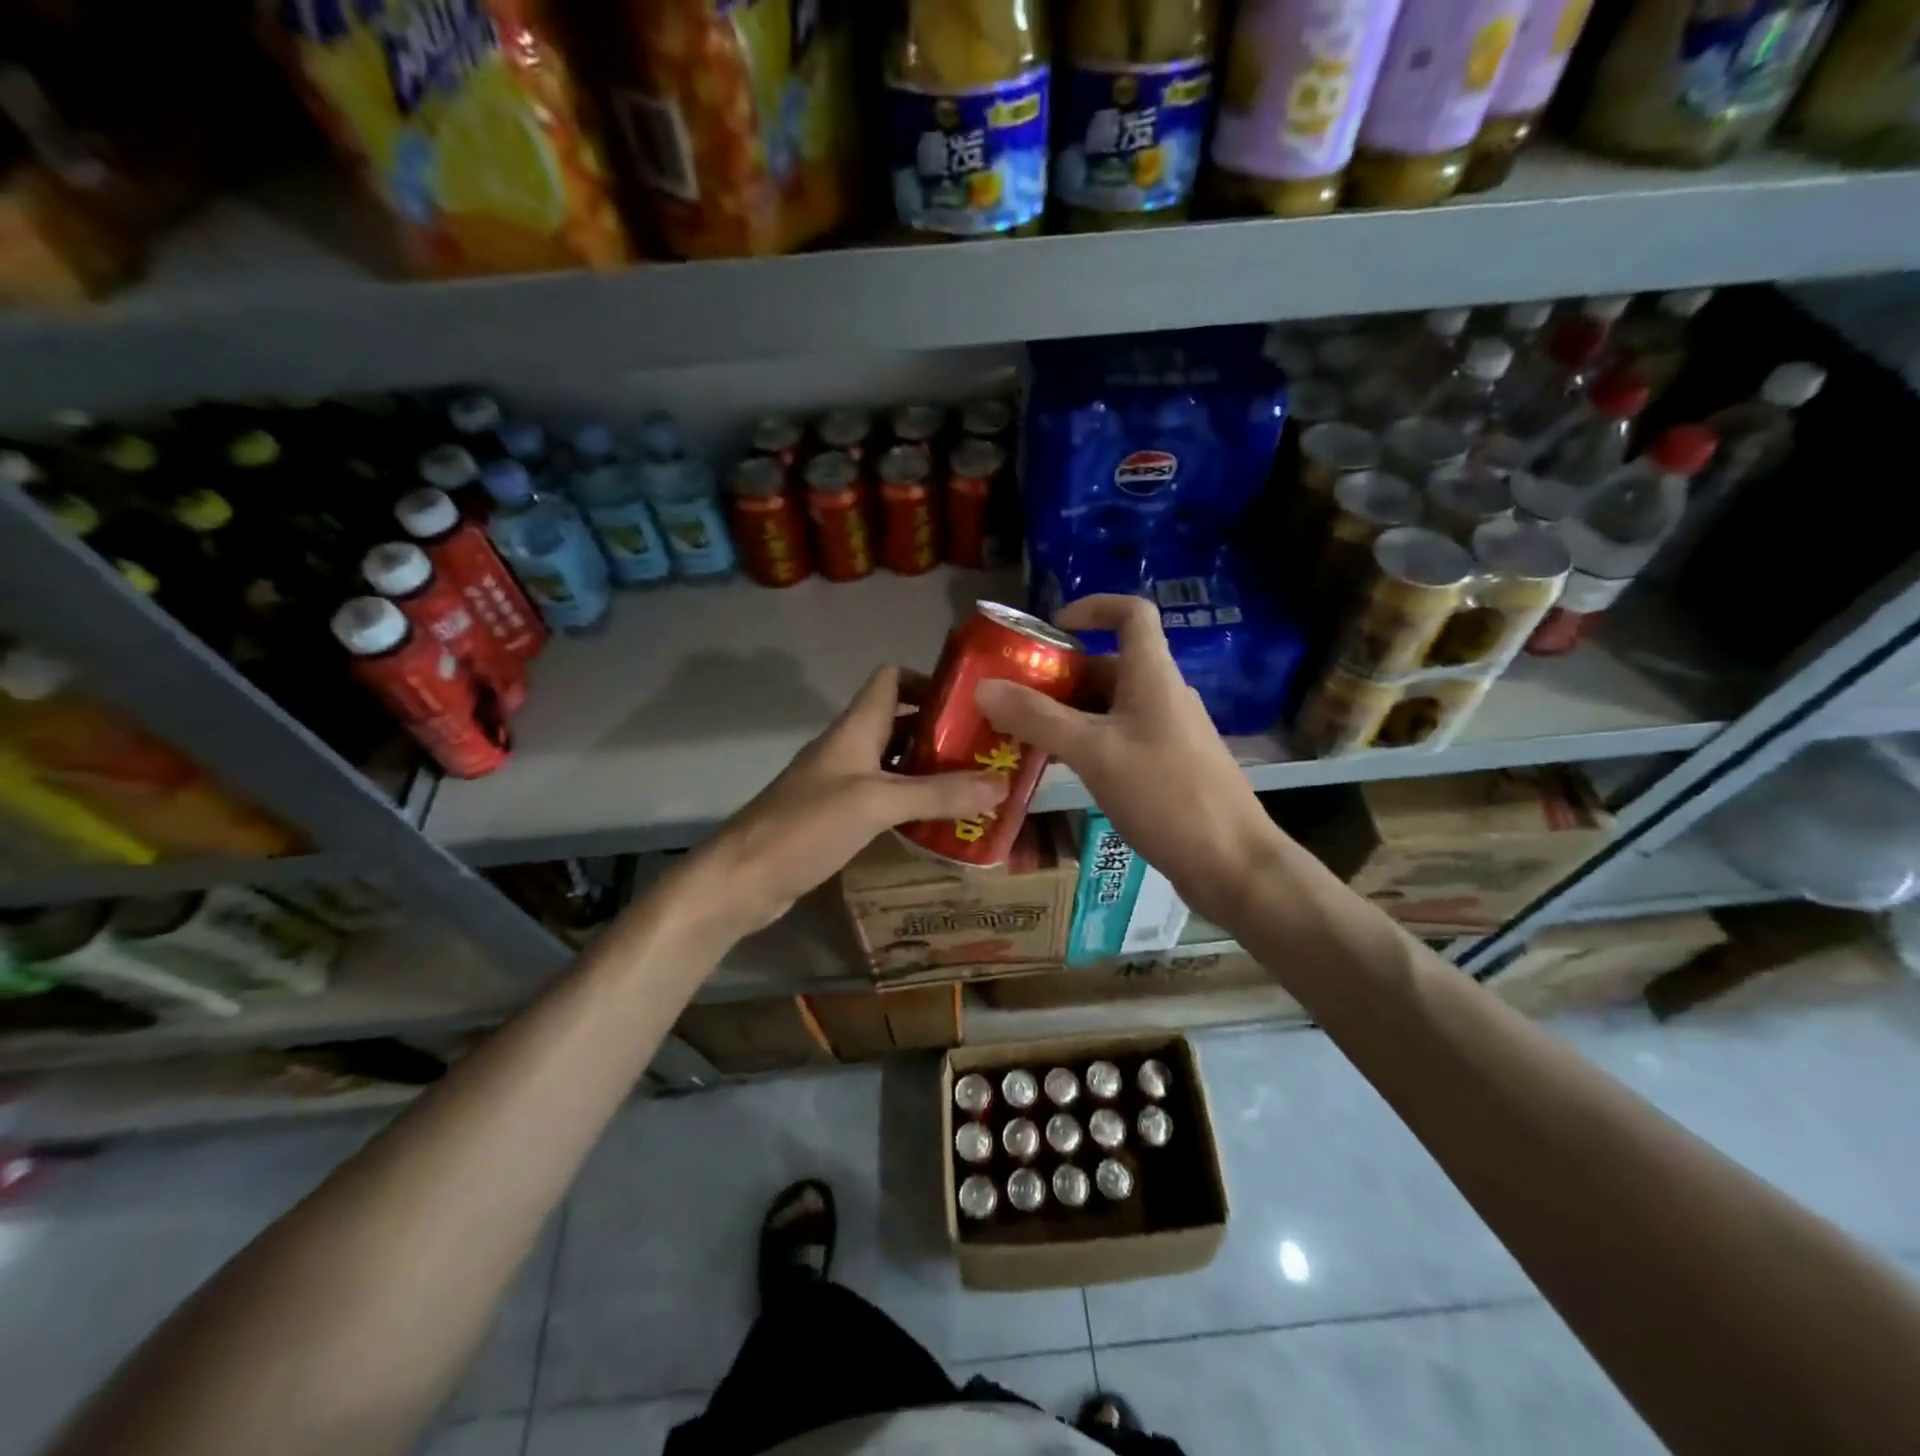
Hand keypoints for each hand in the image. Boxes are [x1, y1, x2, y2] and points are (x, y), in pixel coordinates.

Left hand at [689, 667, 1006, 935]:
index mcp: (855, 728)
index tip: (973, 704)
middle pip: (900, 723)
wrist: (742, 879)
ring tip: (977, 787)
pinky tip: (939, 823)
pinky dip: (912, 804)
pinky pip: (884, 799)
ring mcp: (841, 784)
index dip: (930, 681)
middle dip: (943, 733)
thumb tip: (1002, 783)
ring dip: (931, 771)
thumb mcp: (876, 803)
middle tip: (989, 753)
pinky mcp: (837, 817)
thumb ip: (938, 793)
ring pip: (895, 764)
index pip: (891, 679)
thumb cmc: (806, 826)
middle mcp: (849, 748)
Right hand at [974, 595, 1281, 924]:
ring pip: (1110, 707)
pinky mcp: (1167, 768)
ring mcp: (1167, 733)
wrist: (1231, 863)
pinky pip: (1119, 739)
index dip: (1093, 607)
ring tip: (1022, 734)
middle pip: (1109, 665)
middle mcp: (1163, 695)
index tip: (1051, 627)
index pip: (1132, 613)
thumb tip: (983, 687)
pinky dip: (1086, 743)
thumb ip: (1037, 718)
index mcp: (1153, 675)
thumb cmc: (1165, 794)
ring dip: (1067, 713)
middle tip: (1012, 696)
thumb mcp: (1094, 752)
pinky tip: (1059, 769)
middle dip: (1059, 675)